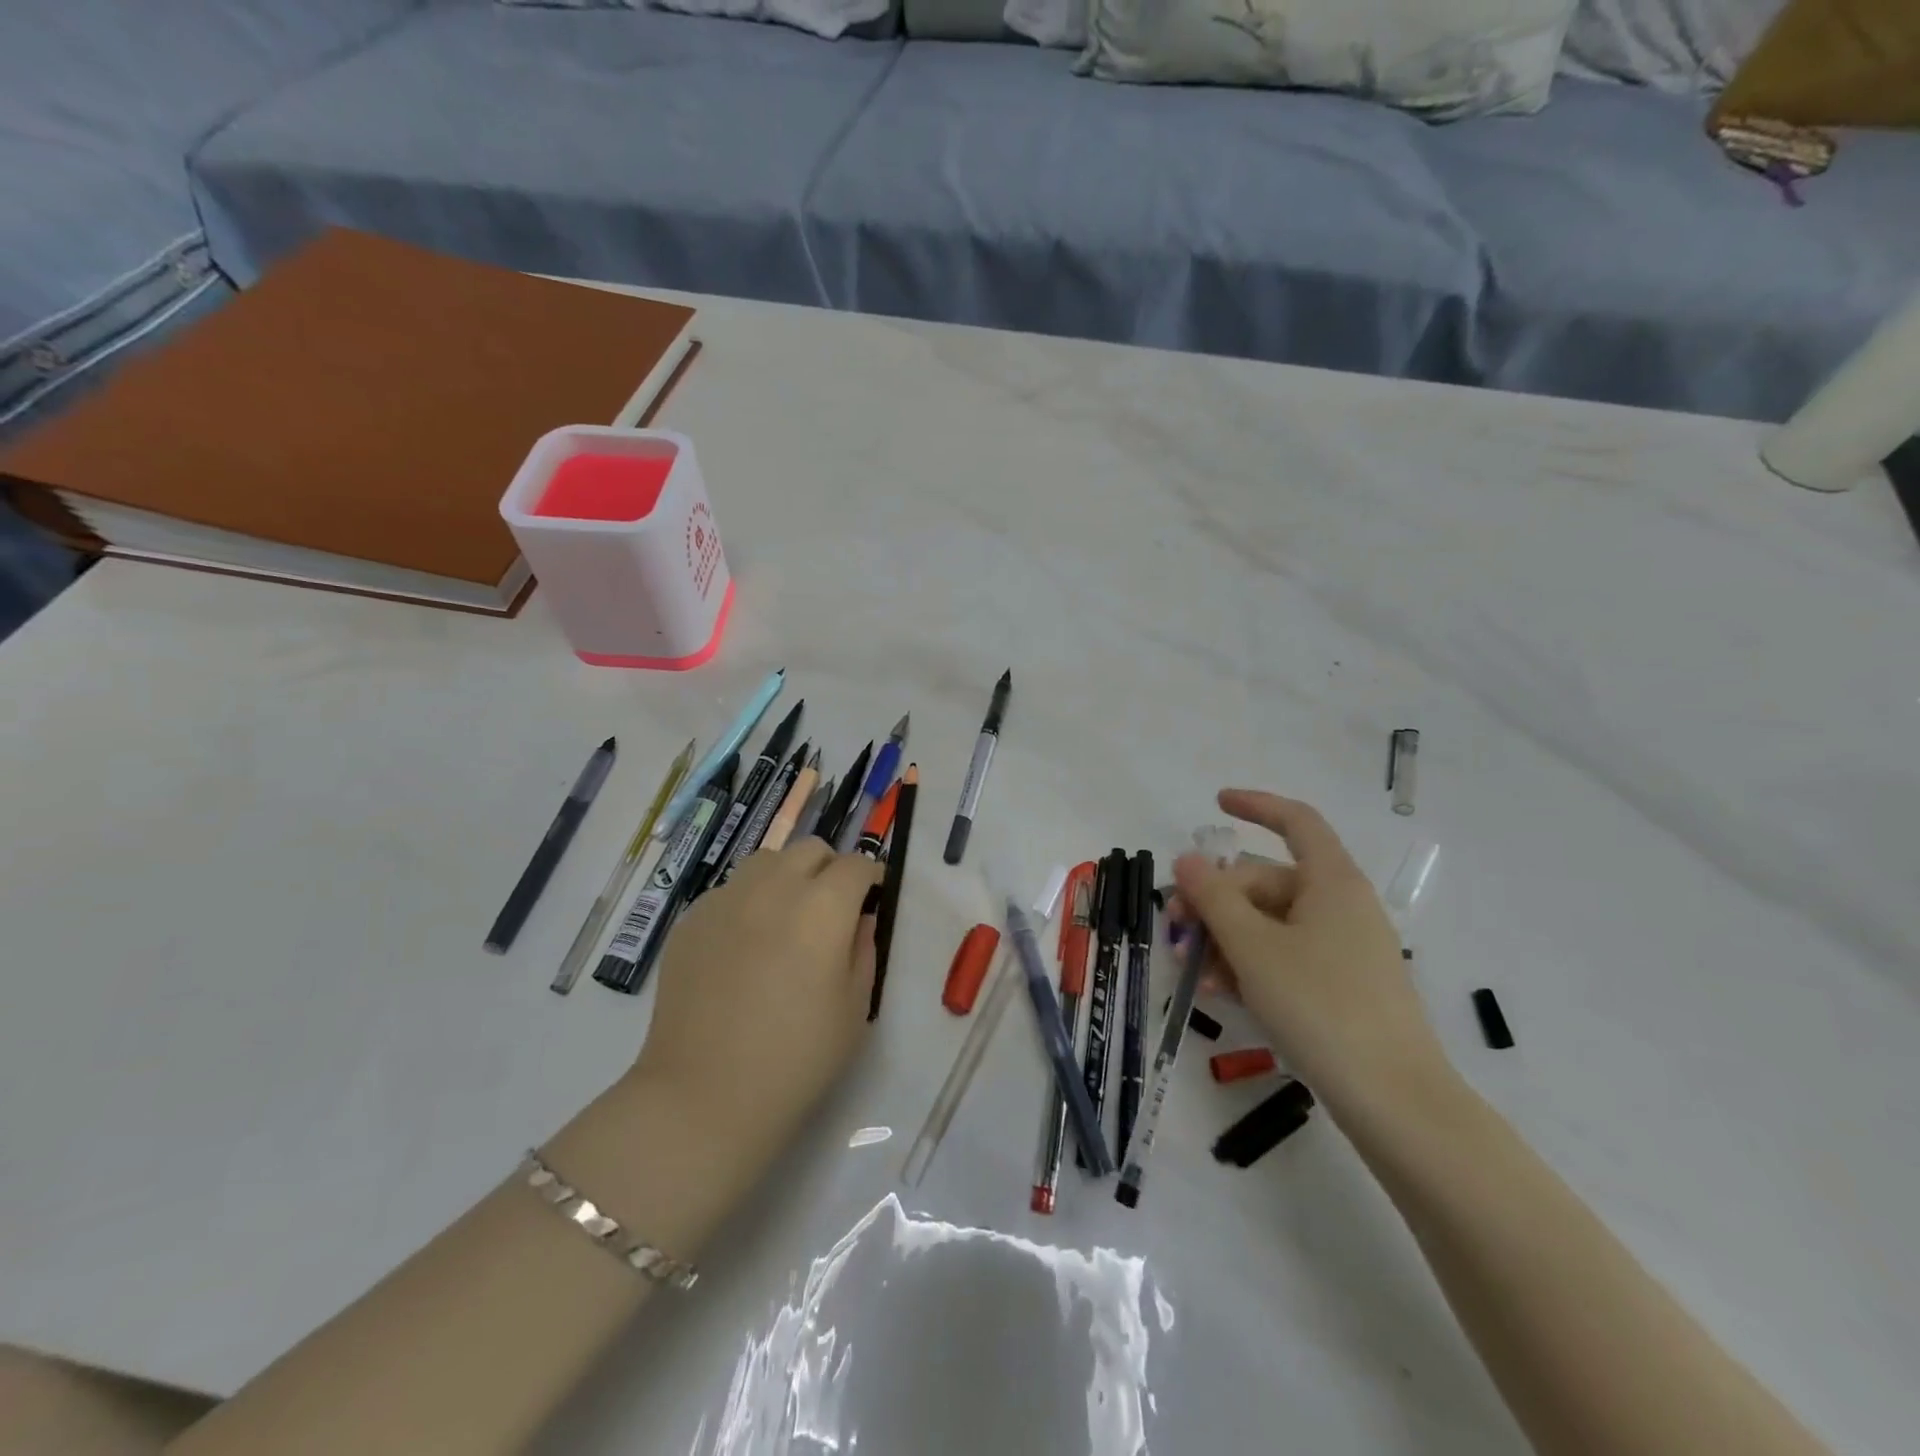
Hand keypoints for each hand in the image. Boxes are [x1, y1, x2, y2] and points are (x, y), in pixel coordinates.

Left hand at [629, 841, 879, 1179]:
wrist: (705, 1096)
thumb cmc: (796, 1058)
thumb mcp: (854, 1007)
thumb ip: (863, 949)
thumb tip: (859, 919)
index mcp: (822, 907)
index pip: (856, 865)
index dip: (871, 877)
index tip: (873, 898)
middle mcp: (774, 888)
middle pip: (810, 850)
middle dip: (829, 870)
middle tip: (831, 909)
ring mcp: (726, 900)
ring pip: (765, 861)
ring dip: (786, 877)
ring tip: (786, 918)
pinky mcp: (691, 920)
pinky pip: (729, 891)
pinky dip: (747, 902)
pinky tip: (744, 946)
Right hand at [1172, 790, 1455, 1118]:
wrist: (1395, 1101)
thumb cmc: (1321, 1006)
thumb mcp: (1253, 947)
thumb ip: (1213, 898)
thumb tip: (1187, 858)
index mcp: (1330, 881)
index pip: (1295, 822)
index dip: (1256, 805)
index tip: (1216, 803)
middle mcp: (1340, 905)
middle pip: (1266, 881)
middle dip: (1215, 900)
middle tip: (1176, 928)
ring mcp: (1343, 948)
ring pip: (1269, 923)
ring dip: (1225, 938)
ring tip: (1194, 971)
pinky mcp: (1341, 985)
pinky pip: (1284, 956)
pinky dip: (1250, 965)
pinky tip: (1221, 992)